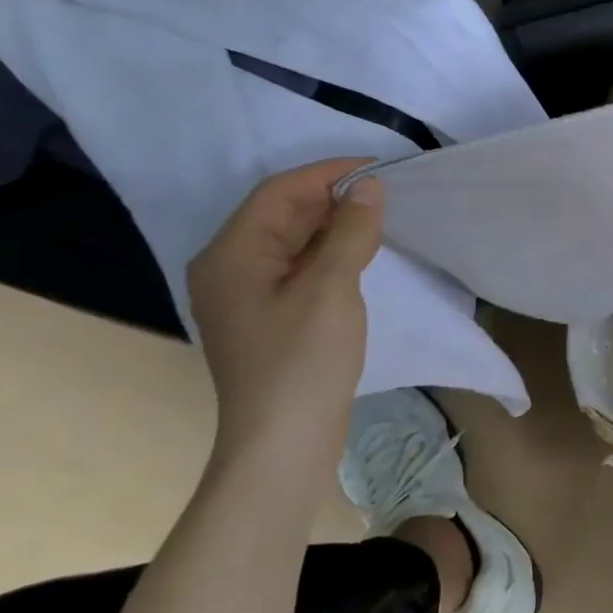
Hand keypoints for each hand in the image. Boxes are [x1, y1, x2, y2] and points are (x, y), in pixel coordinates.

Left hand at [187, 159, 384, 473]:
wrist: (284, 443)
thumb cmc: (303, 360)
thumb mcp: (332, 287)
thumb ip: (351, 231)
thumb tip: (369, 187)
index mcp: (231, 255)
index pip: (279, 193)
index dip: (327, 174)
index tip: (377, 169)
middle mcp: (229, 268)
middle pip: (280, 214)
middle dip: (331, 198)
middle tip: (384, 194)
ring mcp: (246, 295)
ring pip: (291, 240)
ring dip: (332, 225)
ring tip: (378, 218)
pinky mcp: (268, 316)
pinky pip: (297, 266)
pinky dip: (328, 252)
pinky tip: (360, 253)